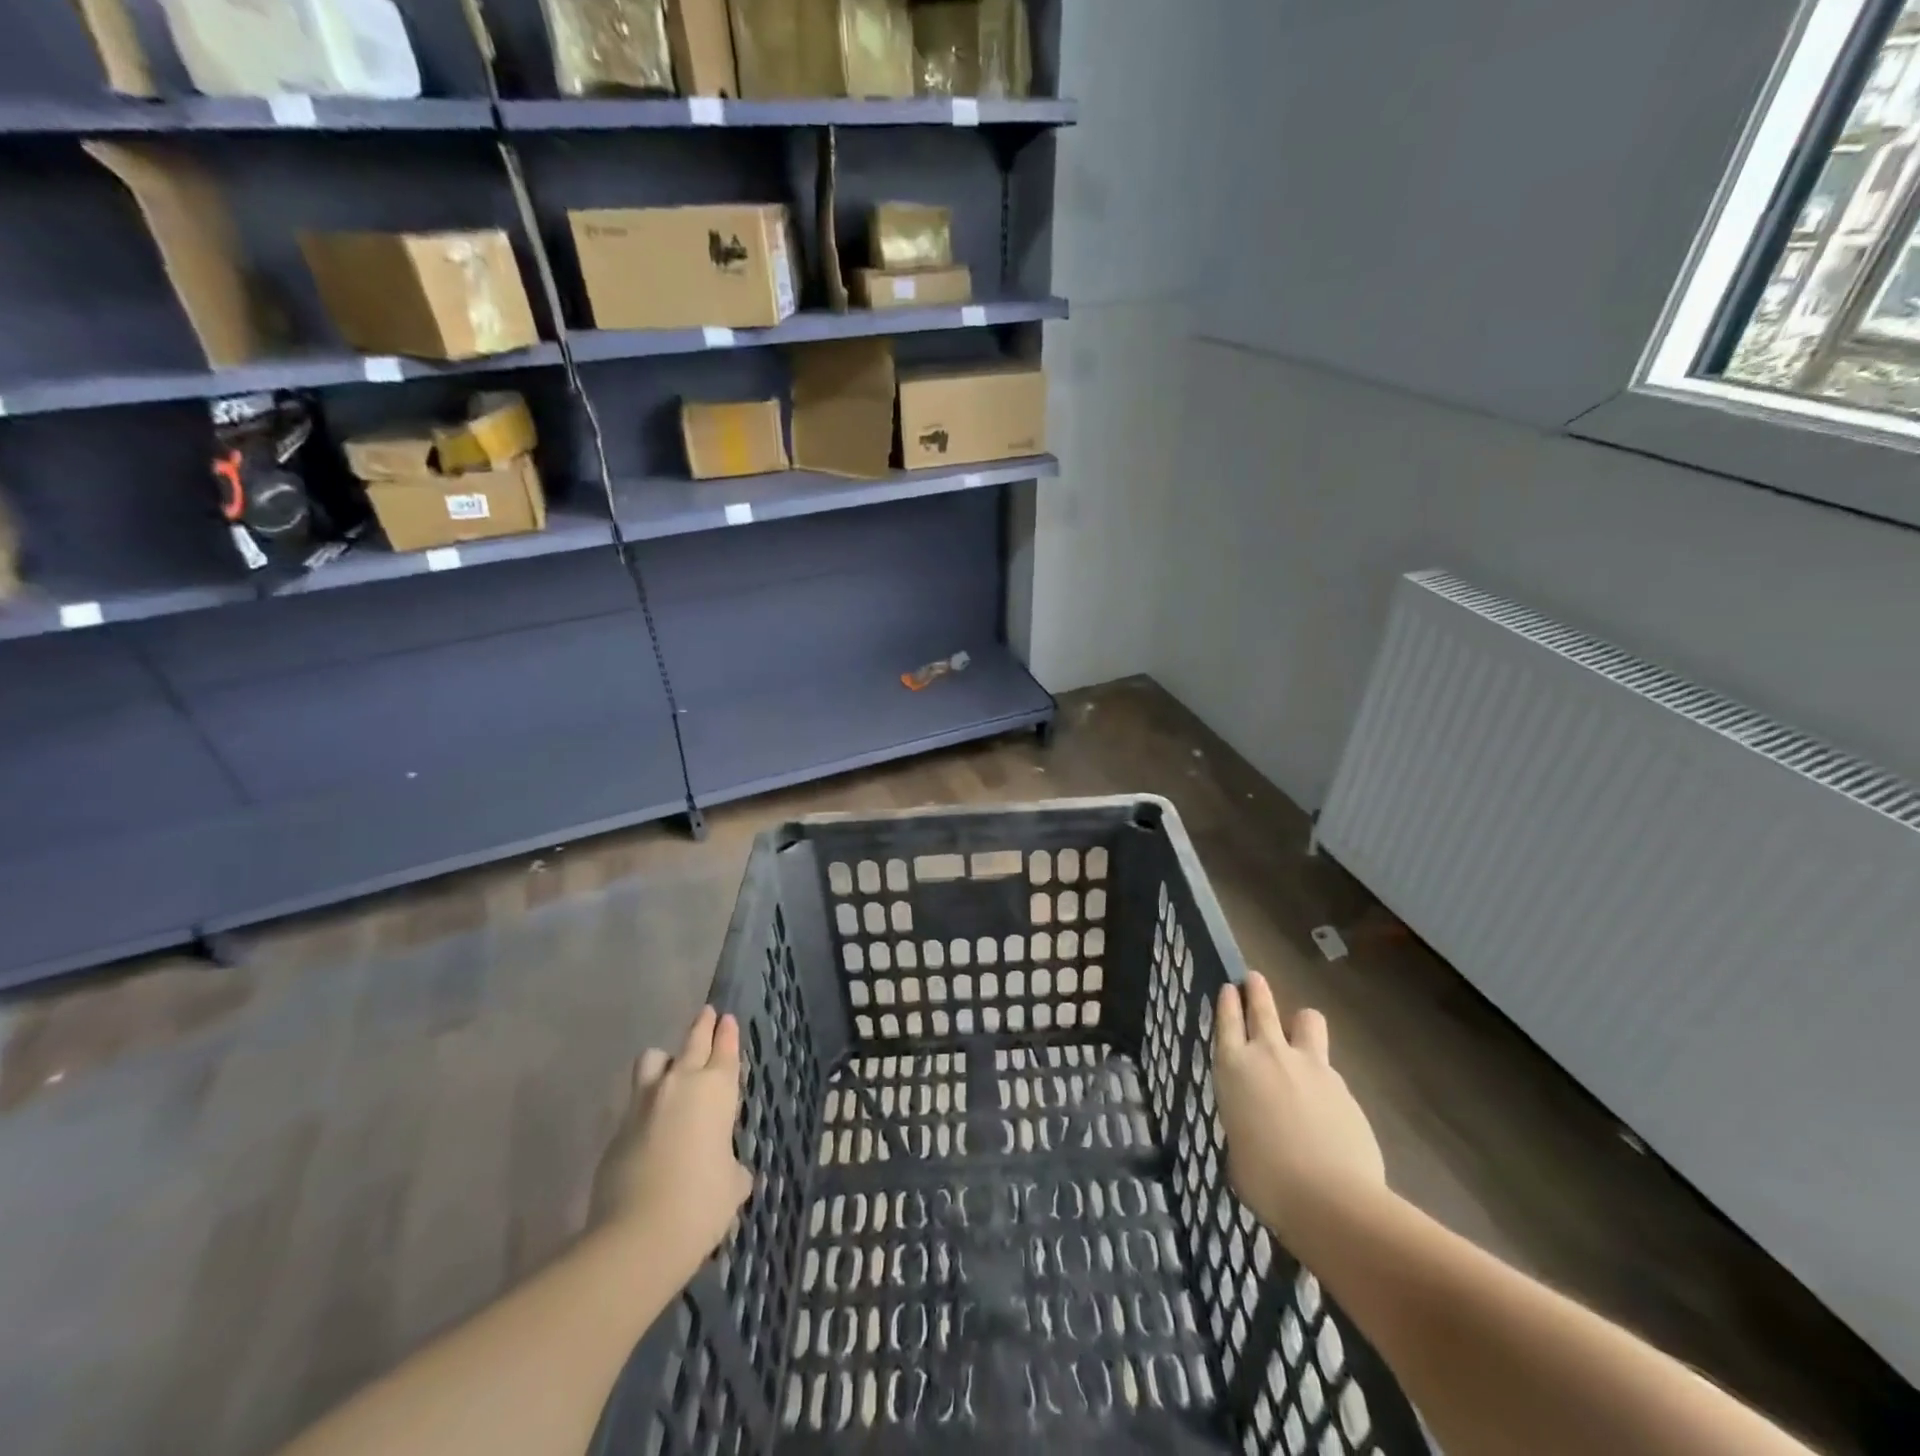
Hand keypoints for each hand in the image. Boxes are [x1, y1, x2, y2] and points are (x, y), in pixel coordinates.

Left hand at [590, 1006, 752, 1270]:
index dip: (727, 1033)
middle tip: (707, 1013)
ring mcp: (644, 1104)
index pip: (725, 1049)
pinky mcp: (618, 1129)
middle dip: (702, 1026)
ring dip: (664, 1061)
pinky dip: (646, 1106)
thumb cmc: (702, 1203)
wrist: (638, 1236)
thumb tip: (727, 1171)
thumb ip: (732, 1168)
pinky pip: (635, 1103)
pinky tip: (651, 1125)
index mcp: (717, 1090)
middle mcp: (680, 1085)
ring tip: (669, 1069)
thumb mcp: (732, 1186)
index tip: (726, 1018)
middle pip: (692, 1042)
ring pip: (653, 1060)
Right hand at [1213, 974, 1386, 1249]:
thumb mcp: (1238, 1150)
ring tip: (1301, 1030)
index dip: (1228, 1002)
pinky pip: (1329, 1067)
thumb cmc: (1266, 1180)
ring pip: (1307, 1020)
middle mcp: (1269, 1055)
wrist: (1329, 1198)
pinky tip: (1327, 1100)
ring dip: (1301, 1022)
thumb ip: (1245, 1124)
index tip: (1230, 987)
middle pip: (1262, 1007)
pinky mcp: (1343, 1086)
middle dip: (1257, 990)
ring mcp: (1310, 1066)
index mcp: (1233, 1068)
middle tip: (1254, 979)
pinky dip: (1324, 1075)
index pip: (1227, 1021)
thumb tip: (1257, 1129)